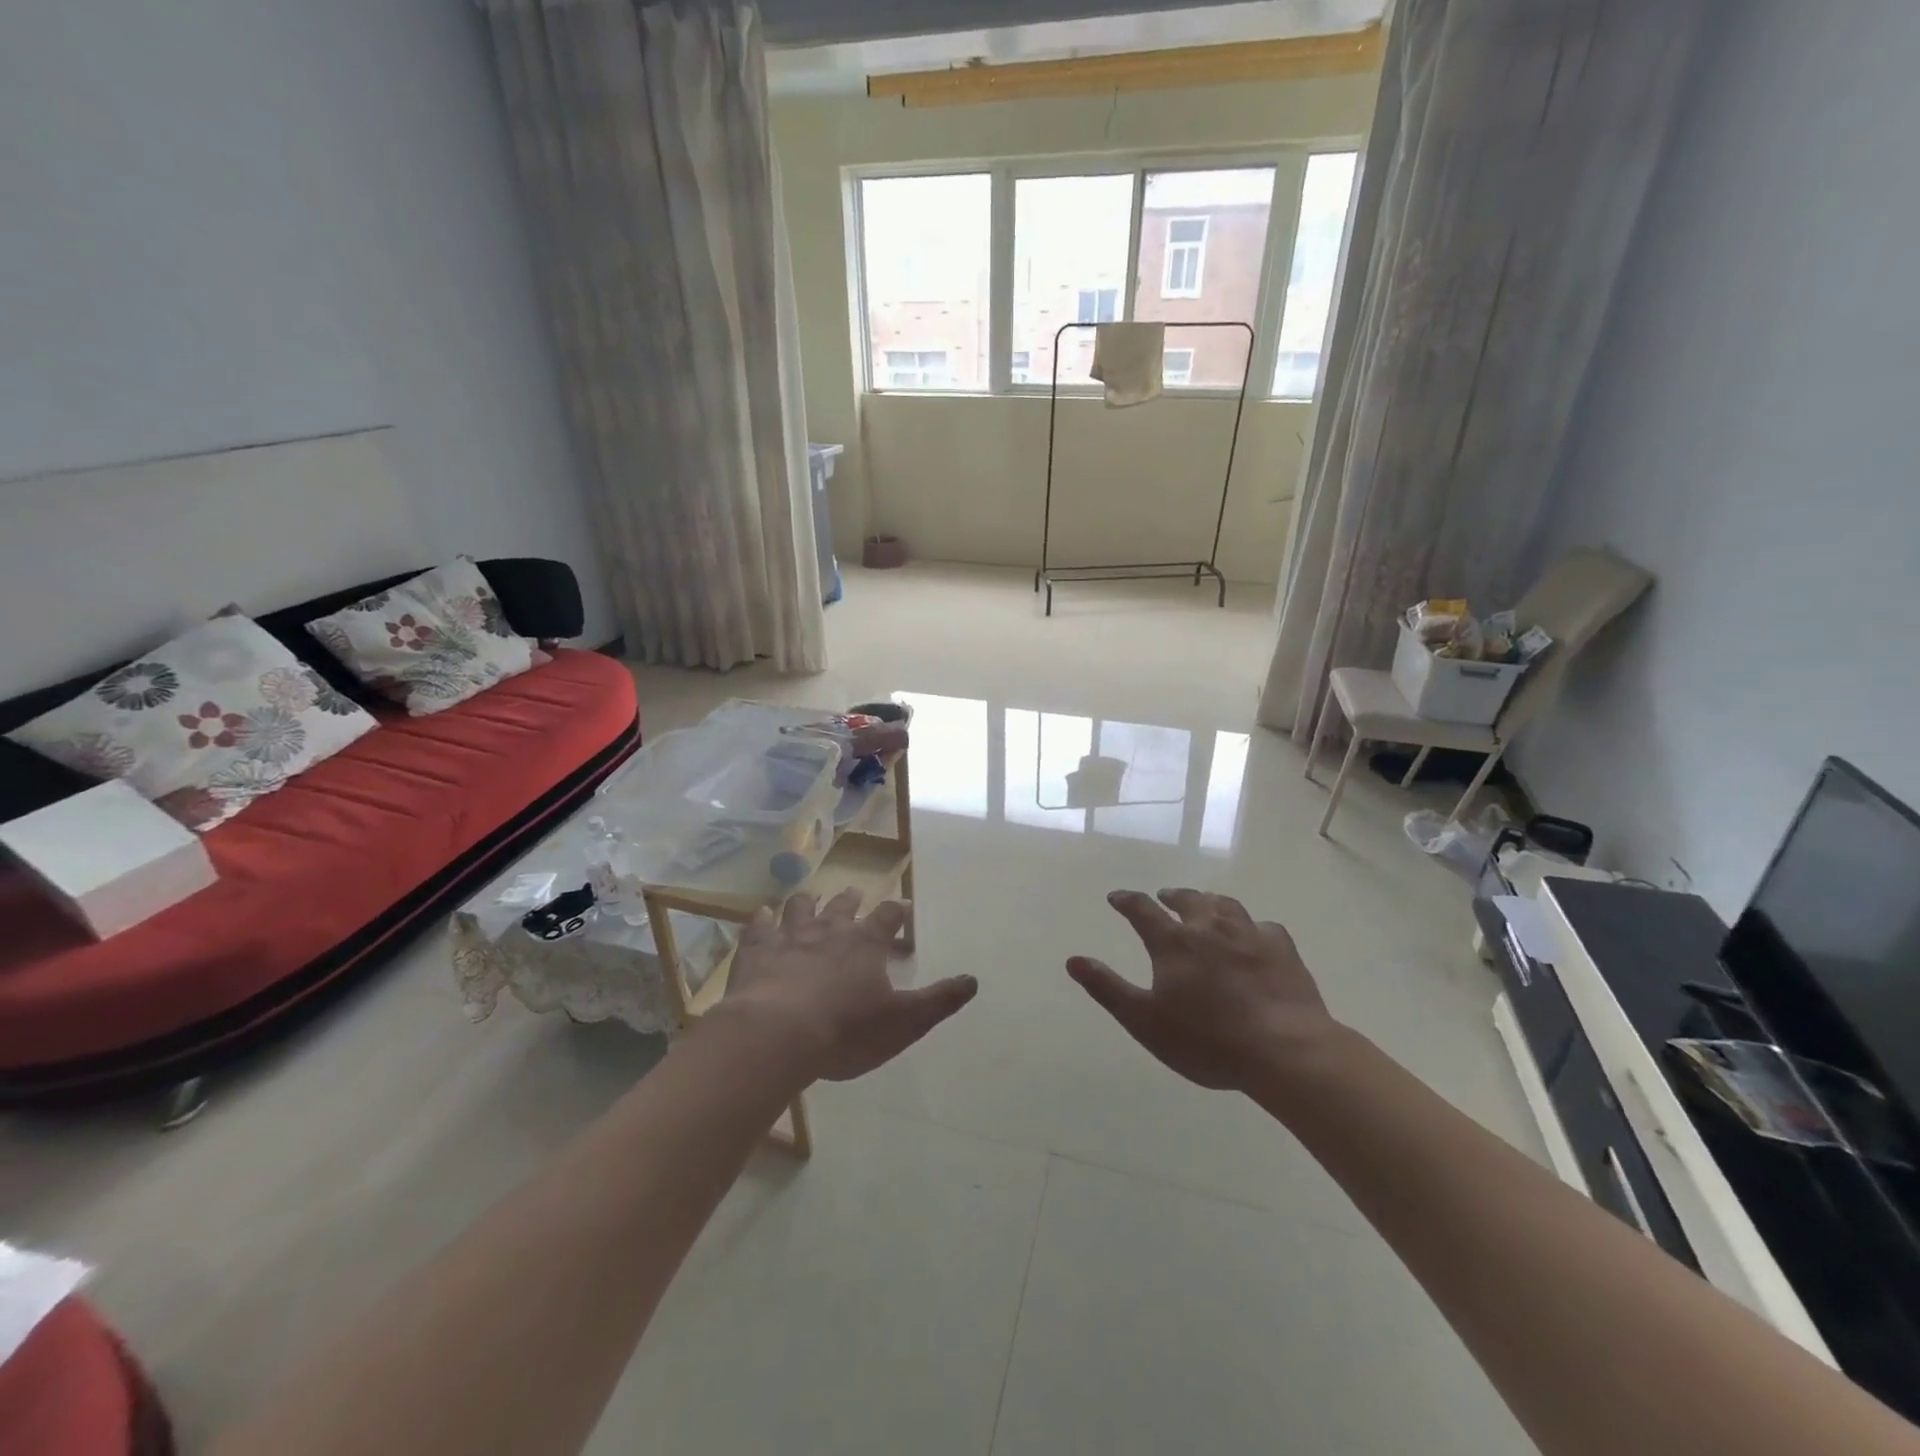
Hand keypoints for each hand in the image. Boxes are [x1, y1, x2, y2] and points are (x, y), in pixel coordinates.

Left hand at [724, 889, 976, 1081]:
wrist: (777, 1035)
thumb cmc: (845, 1030)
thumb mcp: (903, 1022)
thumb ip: (938, 1001)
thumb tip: (973, 981)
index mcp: (866, 943)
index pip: (888, 917)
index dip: (896, 912)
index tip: (901, 908)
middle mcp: (829, 930)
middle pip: (842, 905)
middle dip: (850, 899)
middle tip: (854, 894)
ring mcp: (789, 937)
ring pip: (799, 907)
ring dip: (806, 902)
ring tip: (807, 899)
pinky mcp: (756, 951)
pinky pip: (758, 927)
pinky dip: (761, 920)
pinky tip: (760, 916)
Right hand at [1068, 889, 1338, 1092]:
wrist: (1283, 1050)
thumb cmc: (1207, 1040)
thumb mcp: (1144, 1021)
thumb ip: (1107, 988)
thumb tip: (1073, 960)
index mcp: (1173, 942)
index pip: (1142, 910)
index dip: (1127, 901)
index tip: (1116, 898)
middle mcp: (1209, 927)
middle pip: (1187, 900)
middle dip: (1171, 897)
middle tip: (1164, 897)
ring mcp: (1249, 934)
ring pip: (1225, 905)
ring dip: (1209, 902)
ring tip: (1205, 905)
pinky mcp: (1282, 949)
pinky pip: (1263, 926)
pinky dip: (1251, 927)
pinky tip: (1254, 934)